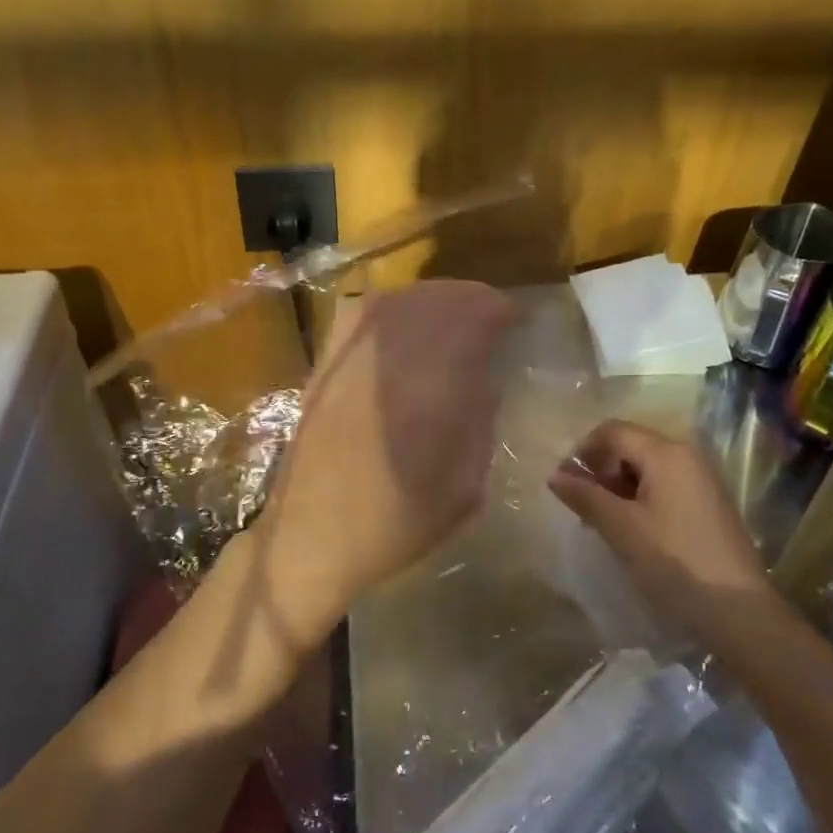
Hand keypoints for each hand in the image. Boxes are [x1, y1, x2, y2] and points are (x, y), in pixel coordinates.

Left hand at [250, 280, 519, 648]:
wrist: (313, 535)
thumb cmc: (398, 521)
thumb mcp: (467, 485)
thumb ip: (481, 419)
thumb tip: (484, 376)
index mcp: (433, 385)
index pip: (476, 315)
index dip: (503, 311)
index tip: (519, 323)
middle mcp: (391, 353)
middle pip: (440, 297)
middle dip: (472, 301)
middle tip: (491, 322)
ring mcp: (352, 351)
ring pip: (403, 297)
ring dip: (436, 301)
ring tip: (453, 321)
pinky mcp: (326, 359)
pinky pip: (365, 310)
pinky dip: (395, 308)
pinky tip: (405, 326)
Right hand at [546, 419, 771, 636]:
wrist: (740, 613)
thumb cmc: (675, 563)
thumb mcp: (621, 528)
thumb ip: (585, 496)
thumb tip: (554, 474)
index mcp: (666, 453)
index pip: (613, 431)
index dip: (582, 451)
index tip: (565, 484)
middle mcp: (687, 456)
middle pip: (631, 446)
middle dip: (601, 470)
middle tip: (582, 507)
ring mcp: (702, 481)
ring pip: (647, 469)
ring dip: (619, 487)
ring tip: (603, 522)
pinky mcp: (709, 505)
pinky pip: (665, 487)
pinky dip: (641, 500)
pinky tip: (632, 532)